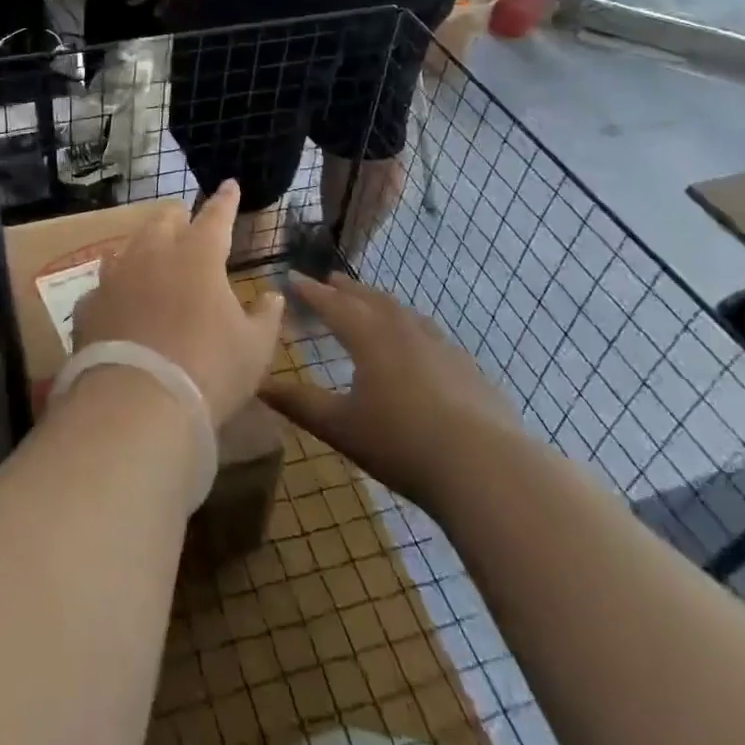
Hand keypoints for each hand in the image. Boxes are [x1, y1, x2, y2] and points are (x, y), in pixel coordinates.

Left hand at [71, 182, 283, 425]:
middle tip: (186, 222)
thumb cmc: (209, 371)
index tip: (229, 184)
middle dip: (178, 216)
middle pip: (164, 220)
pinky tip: (119, 301)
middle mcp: (153, 254)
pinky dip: (117, 288)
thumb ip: (266, 316)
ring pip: (130, 247)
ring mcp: (115, 277)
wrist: (137, 403)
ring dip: (144, 247)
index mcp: (198, 256)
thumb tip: (273, 296)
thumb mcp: (254, 348)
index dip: (225, 200)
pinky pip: (105, 285)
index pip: (215, 216)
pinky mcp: (90, 304)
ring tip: (151, 256)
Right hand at [260, 274, 521, 513]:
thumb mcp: (340, 427)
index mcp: (369, 338)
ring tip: (373, 302)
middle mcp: (404, 331)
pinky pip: (433, 336)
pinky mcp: (469, 369)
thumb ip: (299, 403)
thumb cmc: (401, 443)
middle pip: (371, 300)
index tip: (293, 277)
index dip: (311, 292)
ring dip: (383, 303)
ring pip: (405, 314)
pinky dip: (414, 328)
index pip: (332, 305)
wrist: (485, 467)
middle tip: (331, 280)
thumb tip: (259, 383)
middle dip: (348, 290)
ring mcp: (442, 347)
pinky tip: (421, 345)